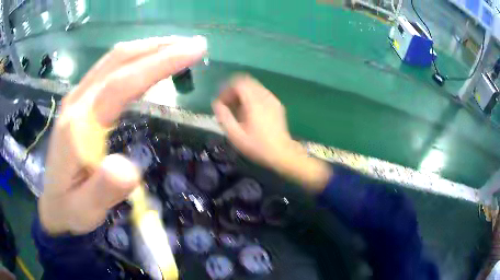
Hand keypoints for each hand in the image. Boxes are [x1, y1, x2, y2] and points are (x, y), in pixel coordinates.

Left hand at [40, 36, 206, 234]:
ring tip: (177, 48)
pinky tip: (147, 61)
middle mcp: (76, 103)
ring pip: (113, 60)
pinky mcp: (80, 102)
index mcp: (77, 127)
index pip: (120, 84)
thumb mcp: (87, 209)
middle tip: (194, 46)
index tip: (193, 52)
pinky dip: (134, 59)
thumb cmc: (71, 209)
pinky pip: (108, 69)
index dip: (158, 64)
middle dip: (158, 48)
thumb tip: (130, 168)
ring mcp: (77, 99)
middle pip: (118, 61)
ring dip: (147, 49)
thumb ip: (105, 189)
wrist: (53, 205)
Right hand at [212, 76, 331, 191]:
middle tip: (228, 104)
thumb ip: (224, 117)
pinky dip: (252, 96)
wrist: (281, 153)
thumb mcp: (236, 136)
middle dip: (234, 90)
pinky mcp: (277, 104)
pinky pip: (261, 92)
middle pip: (246, 82)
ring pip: (254, 86)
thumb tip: (216, 103)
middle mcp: (264, 97)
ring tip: (237, 109)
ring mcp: (272, 99)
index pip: (239, 83)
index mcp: (254, 103)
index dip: (227, 89)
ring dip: (243, 93)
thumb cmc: (257, 146)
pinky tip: (249, 111)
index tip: (222, 101)